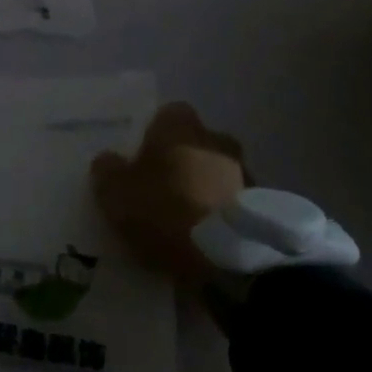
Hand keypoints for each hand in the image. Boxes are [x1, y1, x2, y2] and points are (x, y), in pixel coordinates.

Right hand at [91, 104, 247, 280]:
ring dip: (204, 188)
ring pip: (216, 172)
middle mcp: (216, 138)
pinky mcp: (263, 206)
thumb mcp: (116, 193)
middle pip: (194, 143)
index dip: (152, 136)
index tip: (141, 161)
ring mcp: (246, 170)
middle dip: (181, 162)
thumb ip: (108, 170)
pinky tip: (207, 237)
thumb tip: (108, 159)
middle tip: (161, 191)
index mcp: (180, 127)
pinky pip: (233, 201)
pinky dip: (221, 213)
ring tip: (186, 220)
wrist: (232, 256)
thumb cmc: (166, 210)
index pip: (166, 115)